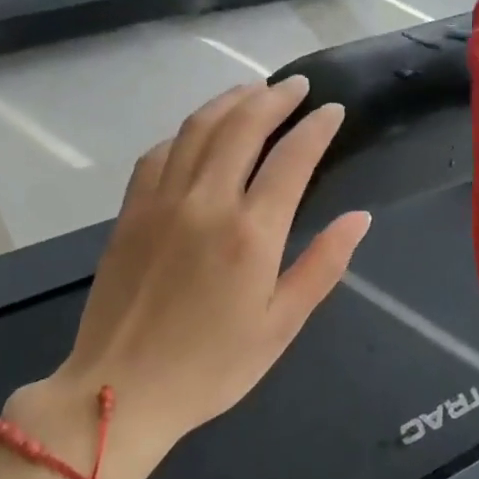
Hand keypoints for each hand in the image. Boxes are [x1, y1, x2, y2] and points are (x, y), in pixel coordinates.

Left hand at [5, 78, 370, 478]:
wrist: (119, 392)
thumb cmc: (212, 367)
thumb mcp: (281, 325)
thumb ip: (322, 266)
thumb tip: (359, 218)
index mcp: (251, 233)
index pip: (291, 158)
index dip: (316, 128)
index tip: (333, 110)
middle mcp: (205, 203)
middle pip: (242, 127)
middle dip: (274, 98)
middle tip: (298, 86)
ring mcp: (160, 203)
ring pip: (197, 130)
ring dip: (229, 102)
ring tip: (253, 90)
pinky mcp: (130, 213)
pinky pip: (159, 153)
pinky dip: (185, 132)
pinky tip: (198, 131)